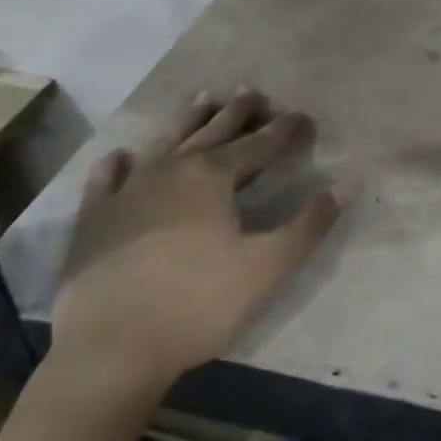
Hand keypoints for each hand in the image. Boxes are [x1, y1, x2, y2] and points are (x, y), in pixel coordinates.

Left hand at [50, 91, 340, 395]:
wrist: (110, 348)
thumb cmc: (198, 303)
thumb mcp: (268, 266)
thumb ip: (309, 225)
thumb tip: (345, 187)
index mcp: (213, 176)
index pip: (260, 143)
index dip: (286, 130)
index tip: (305, 117)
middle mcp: (171, 170)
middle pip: (212, 131)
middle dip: (237, 112)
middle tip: (252, 92)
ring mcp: (128, 191)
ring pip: (164, 142)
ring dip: (186, 120)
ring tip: (202, 98)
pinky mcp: (94, 220)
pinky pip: (106, 180)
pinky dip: (117, 165)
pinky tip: (120, 156)